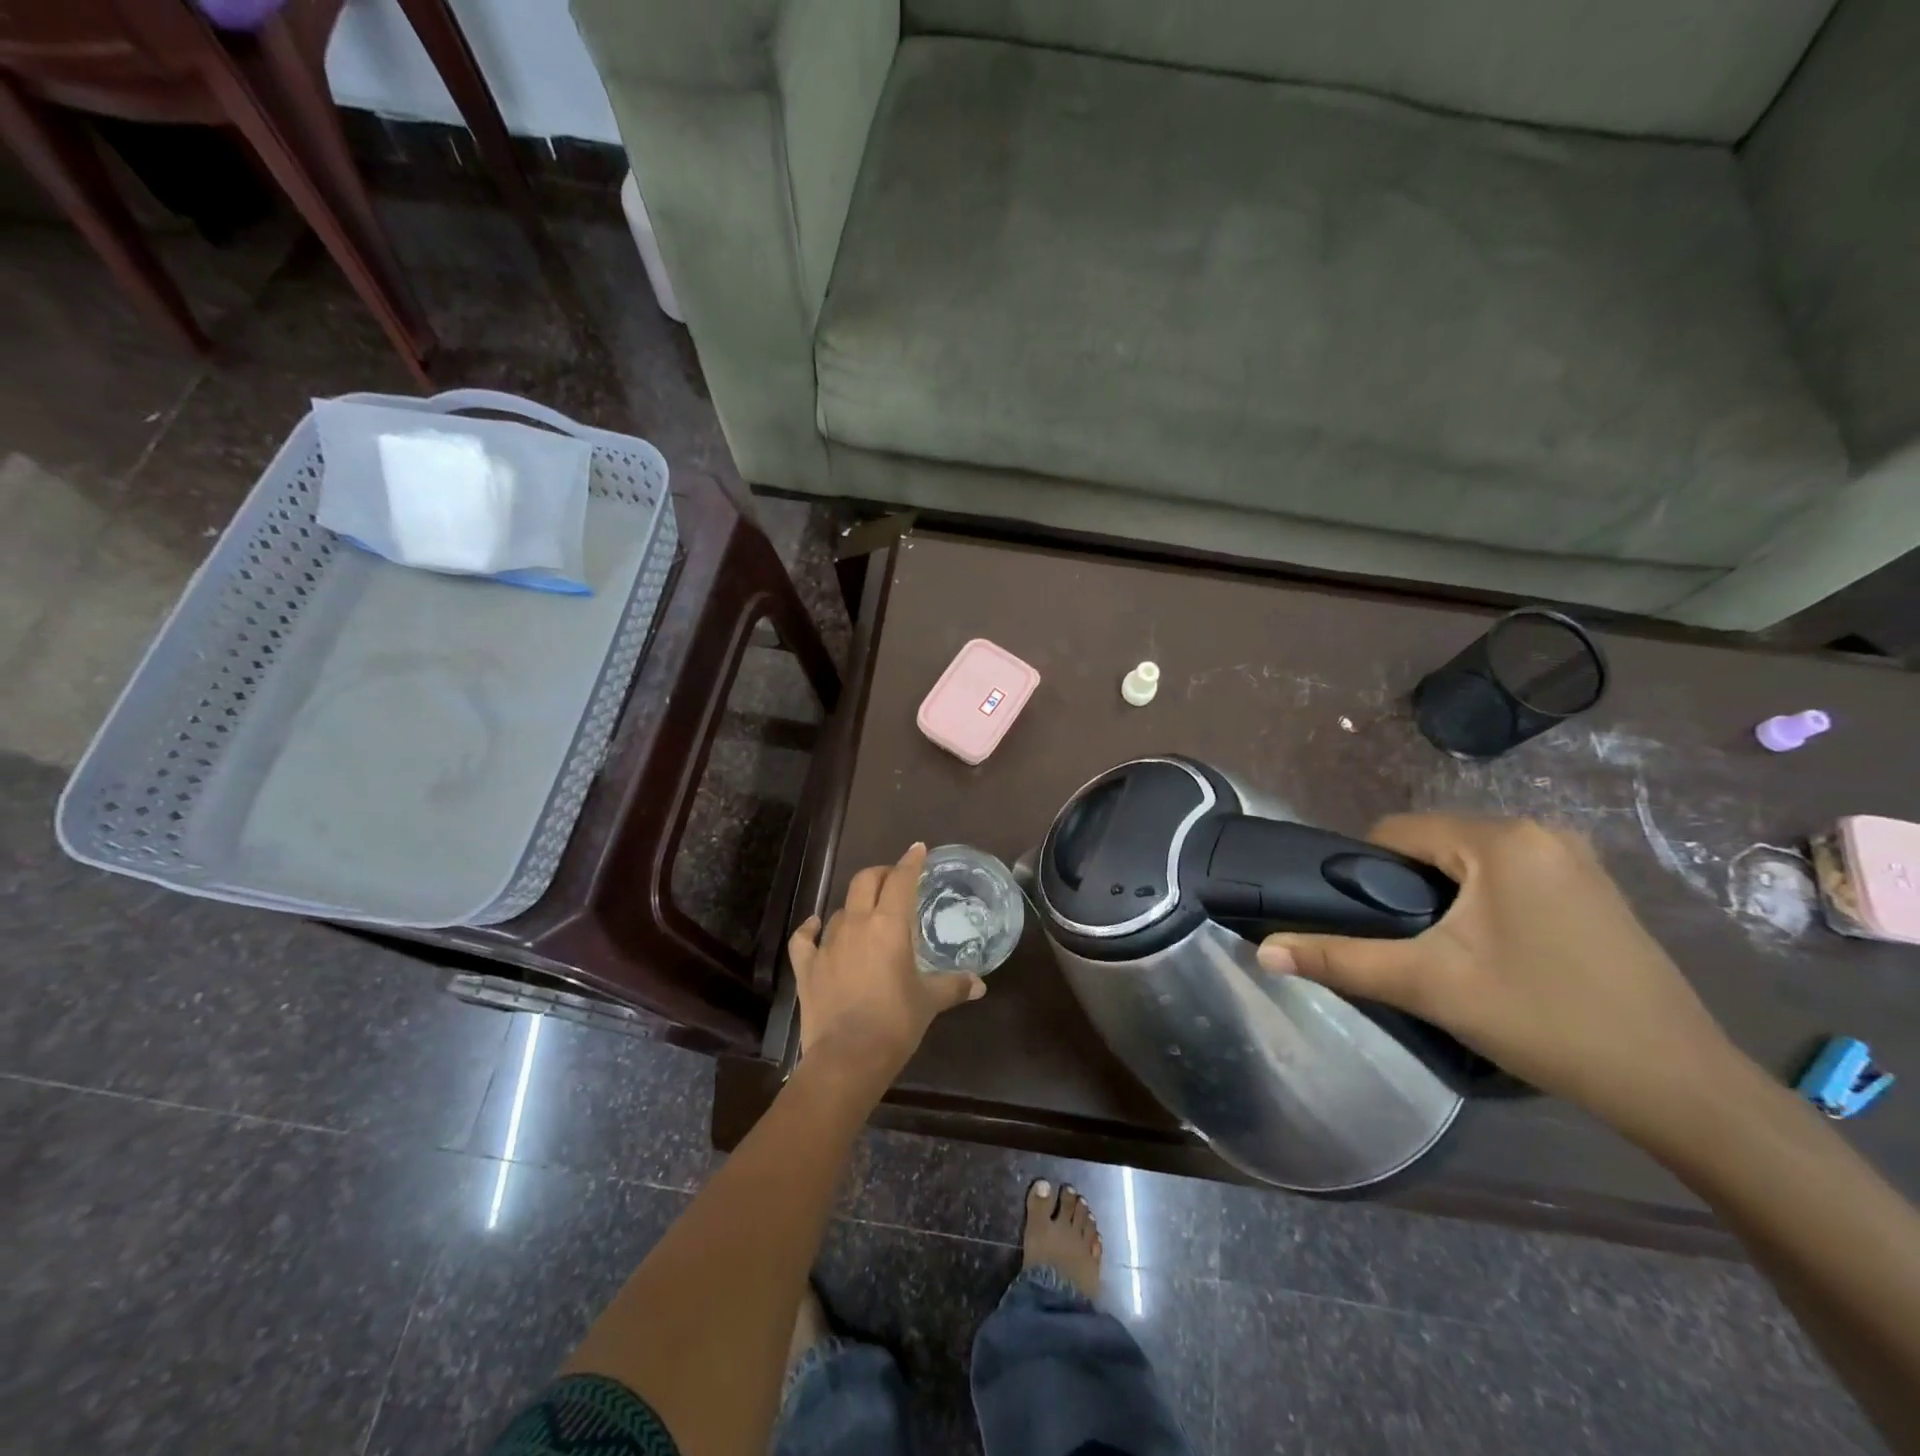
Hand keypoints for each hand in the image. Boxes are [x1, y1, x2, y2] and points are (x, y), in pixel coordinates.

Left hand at [789, 842, 985, 1094]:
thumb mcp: (929, 1002)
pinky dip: (811, 928)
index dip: (911, 861)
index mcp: (889, 925)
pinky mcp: (806, 965)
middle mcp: (856, 924)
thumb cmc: (895, 1023)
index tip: (918, 849)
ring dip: (856, 905)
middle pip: (866, 881)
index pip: (901, 880)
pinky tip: (816, 926)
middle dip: (882, 874)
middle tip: (894, 880)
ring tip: (867, 914)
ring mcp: (827, 943)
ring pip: (841, 908)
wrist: (847, 1058)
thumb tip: (979, 984)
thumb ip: (954, 986)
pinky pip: (804, 937)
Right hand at [1257, 815, 1743, 1143]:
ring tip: (1443, 951)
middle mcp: (1540, 832)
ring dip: (1444, 896)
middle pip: (1434, 843)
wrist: (1678, 1085)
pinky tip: (1494, 952)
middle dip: (1406, 886)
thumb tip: (1264, 950)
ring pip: (1471, 861)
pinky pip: (1511, 876)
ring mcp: (1576, 859)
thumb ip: (1340, 960)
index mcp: (1500, 839)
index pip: (1396, 830)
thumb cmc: (1544, 1019)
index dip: (1364, 870)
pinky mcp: (1595, 889)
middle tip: (1404, 944)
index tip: (1362, 920)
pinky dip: (1484, 901)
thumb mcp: (1429, 986)